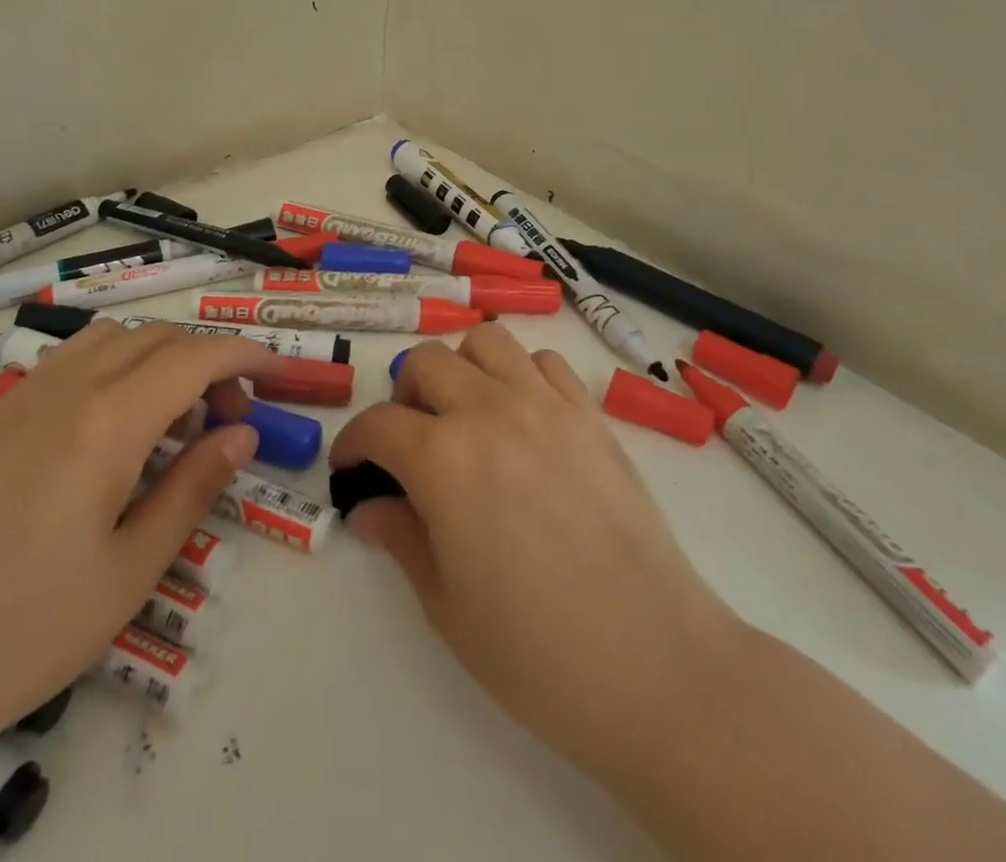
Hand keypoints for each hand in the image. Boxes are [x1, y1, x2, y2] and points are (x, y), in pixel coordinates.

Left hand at [0, 320, 269, 764]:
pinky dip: (108, 369)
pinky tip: (105, 430)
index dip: (245, 354)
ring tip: (168, 419)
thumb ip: (193, 489)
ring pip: (107, 340)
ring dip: (155, 357)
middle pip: (155, 338)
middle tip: (226, 418)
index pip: (194, 357)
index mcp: (105, 424)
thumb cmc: (19, 634)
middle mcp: (62, 391)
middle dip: (205, 361)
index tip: (279, 370)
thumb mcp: (129, 572)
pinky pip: (64, 364)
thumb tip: (241, 434)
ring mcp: (15, 400)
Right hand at [329, 326, 740, 782]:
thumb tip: (368, 509)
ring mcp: (547, 405)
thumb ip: (402, 540)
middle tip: (410, 443)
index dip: (353, 443)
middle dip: (405, 396)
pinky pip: (544, 362)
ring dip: (463, 369)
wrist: (654, 664)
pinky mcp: (591, 414)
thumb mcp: (447, 606)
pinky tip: (525, 420)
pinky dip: (521, 375)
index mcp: (444, 459)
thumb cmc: (538, 653)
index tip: (351, 468)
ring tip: (467, 416)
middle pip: (428, 362)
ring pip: (487, 342)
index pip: (378, 424)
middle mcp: (491, 411)